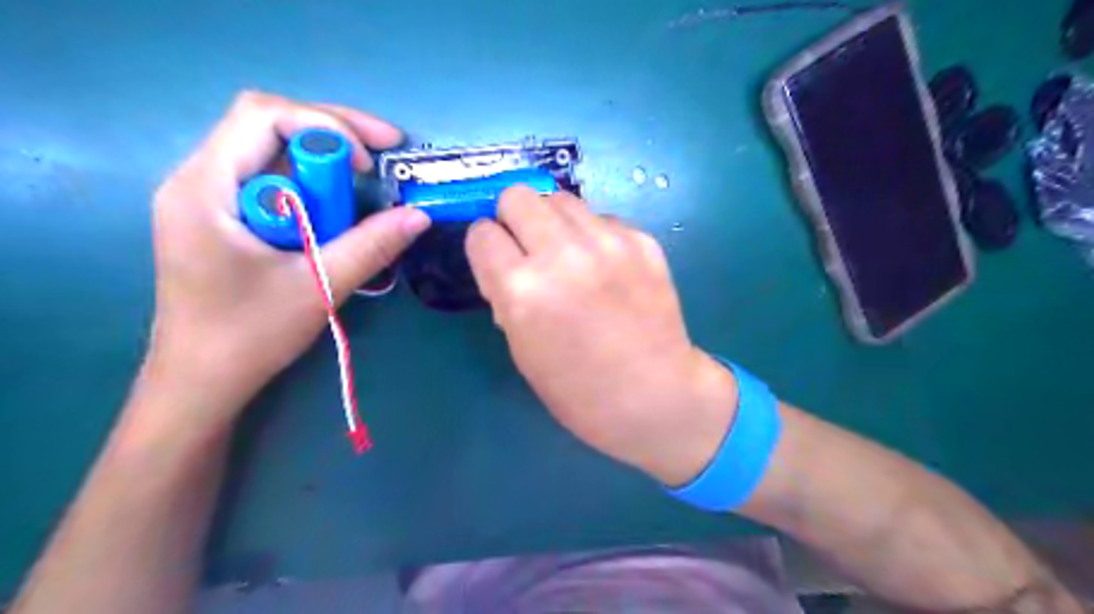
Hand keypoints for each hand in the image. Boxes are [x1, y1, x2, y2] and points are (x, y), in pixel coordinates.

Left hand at [144, 90, 430, 428]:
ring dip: (323, 162)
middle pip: (268, 125)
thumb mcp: (318, 287)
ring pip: (272, 152)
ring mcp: (208, 198)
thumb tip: (420, 216)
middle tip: (384, 153)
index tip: (371, 164)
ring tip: (366, 184)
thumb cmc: (249, 336)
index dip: (326, 126)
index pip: (263, 117)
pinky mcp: (223, 217)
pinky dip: (311, 186)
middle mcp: (199, 180)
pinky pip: (272, 181)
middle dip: (332, 133)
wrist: (201, 381)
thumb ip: (371, 246)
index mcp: (206, 188)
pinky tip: (335, 211)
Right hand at [466, 189, 737, 487]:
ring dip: (553, 222)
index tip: (496, 257)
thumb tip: (504, 264)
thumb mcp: (522, 349)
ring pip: (560, 198)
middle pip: (518, 195)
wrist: (655, 395)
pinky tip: (605, 266)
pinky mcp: (642, 240)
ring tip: (567, 254)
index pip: (482, 233)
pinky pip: (601, 218)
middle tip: (528, 247)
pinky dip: (592, 235)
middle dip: (514, 219)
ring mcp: (607, 242)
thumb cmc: (579, 390)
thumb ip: (506, 296)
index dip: (485, 245)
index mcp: (523, 290)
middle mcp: (562, 254)